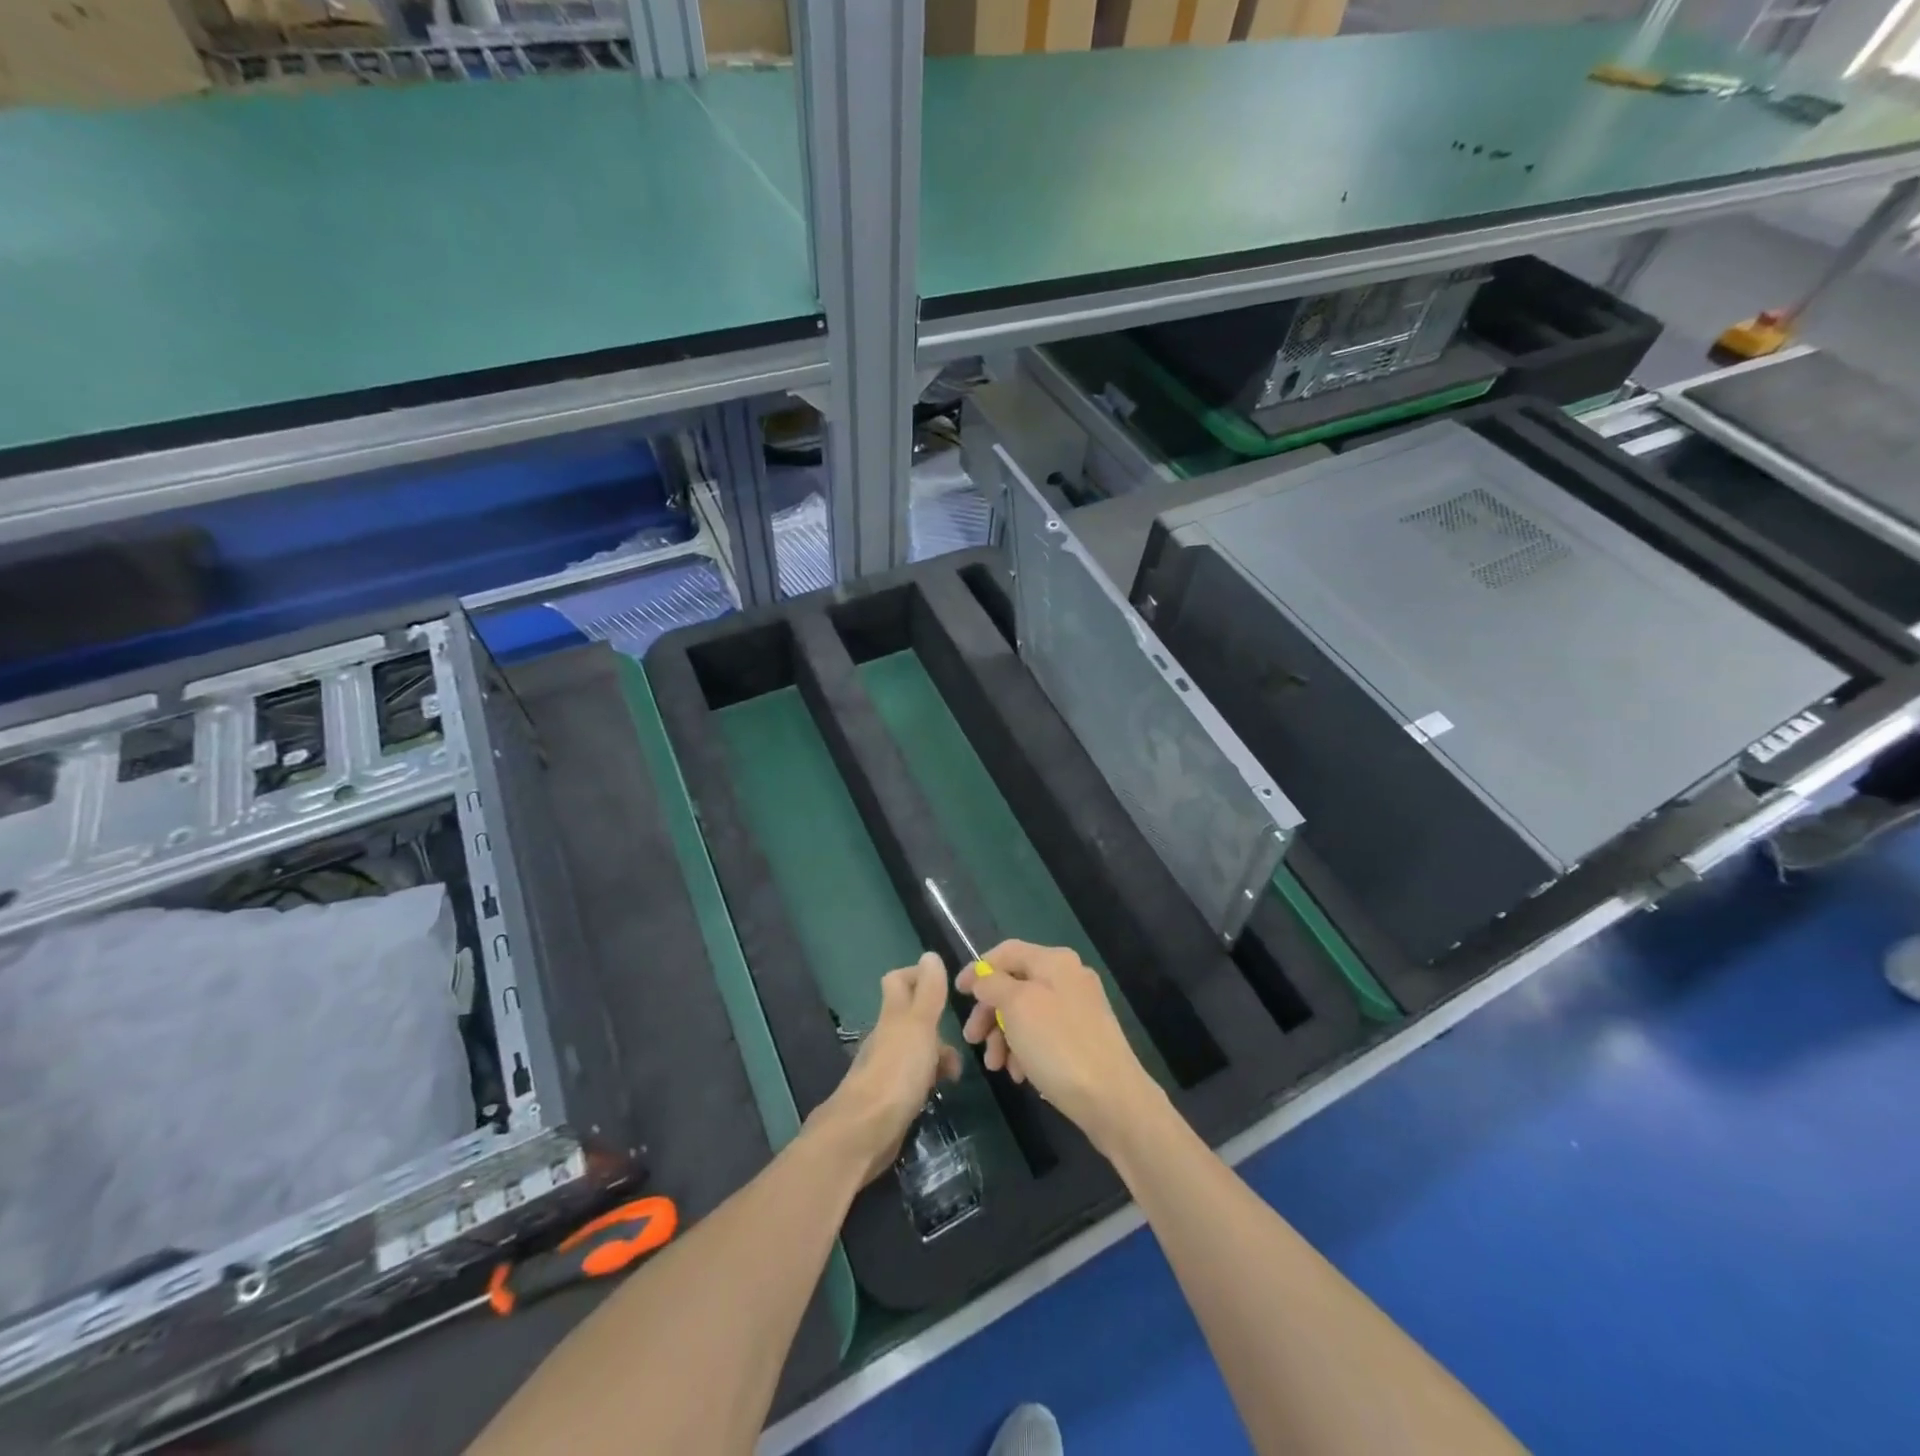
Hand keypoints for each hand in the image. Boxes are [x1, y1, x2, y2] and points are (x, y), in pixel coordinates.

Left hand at [808, 953, 962, 1184]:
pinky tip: (940, 1091)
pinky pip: (913, 1078)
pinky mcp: (889, 1097)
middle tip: (965, 1035)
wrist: (865, 1132)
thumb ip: (928, 992)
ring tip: (957, 1071)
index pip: (898, 981)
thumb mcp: (919, 1026)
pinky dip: (929, 1079)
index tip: (947, 987)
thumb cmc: (896, 1073)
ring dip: (937, 1054)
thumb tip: (929, 955)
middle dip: (938, 1023)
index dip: (919, 976)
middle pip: (911, 1016)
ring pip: (915, 1048)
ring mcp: (886, 1067)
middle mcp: (886, 1036)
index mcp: (893, 1015)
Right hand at [957, 940, 1162, 1155]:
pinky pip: (1044, 1035)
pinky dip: (1026, 1050)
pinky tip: (1020, 1075)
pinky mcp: (1084, 1038)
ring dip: (1004, 1037)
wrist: (1113, 1099)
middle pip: (1015, 985)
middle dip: (990, 1013)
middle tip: (972, 1039)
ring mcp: (1079, 1009)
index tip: (957, 994)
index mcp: (1055, 961)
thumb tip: (982, 977)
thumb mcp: (1017, 1007)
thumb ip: (993, 984)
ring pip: (1027, 1014)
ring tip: (997, 1066)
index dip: (978, 969)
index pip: (1006, 952)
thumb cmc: (1058, 1046)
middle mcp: (1069, 977)